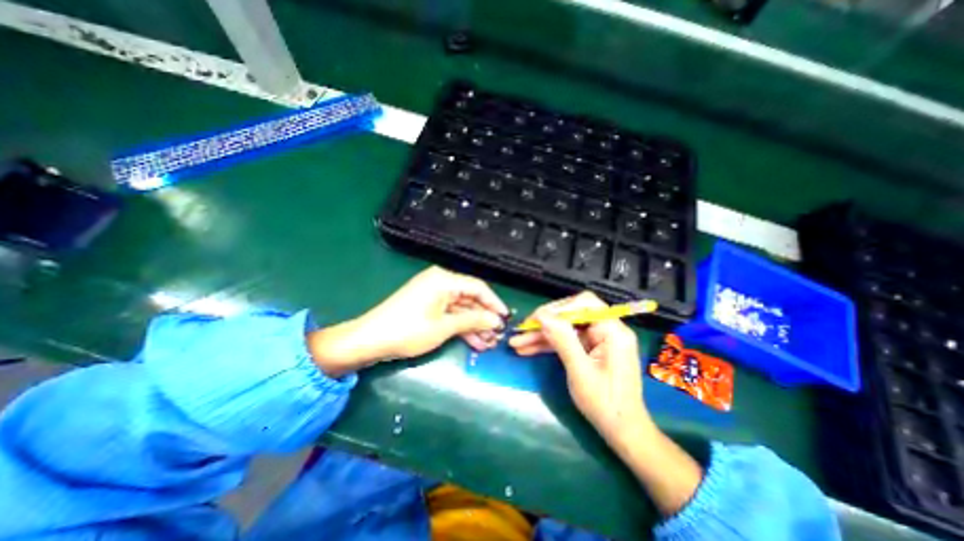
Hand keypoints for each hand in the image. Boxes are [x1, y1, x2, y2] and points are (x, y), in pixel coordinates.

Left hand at [309, 269, 506, 378]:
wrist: (369, 340)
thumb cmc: (408, 330)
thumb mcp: (444, 326)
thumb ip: (473, 320)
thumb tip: (497, 320)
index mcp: (444, 280)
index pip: (478, 287)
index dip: (494, 303)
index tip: (506, 319)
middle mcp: (440, 282)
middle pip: (470, 298)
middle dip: (484, 318)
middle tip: (497, 336)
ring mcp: (433, 295)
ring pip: (461, 309)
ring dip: (474, 325)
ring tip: (488, 344)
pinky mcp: (427, 306)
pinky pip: (450, 314)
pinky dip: (461, 327)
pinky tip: (474, 342)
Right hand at [508, 295, 650, 444]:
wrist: (622, 431)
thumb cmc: (605, 404)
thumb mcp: (580, 371)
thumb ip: (562, 339)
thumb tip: (542, 315)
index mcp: (612, 331)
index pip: (584, 303)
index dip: (558, 308)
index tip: (536, 319)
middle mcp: (606, 329)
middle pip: (571, 315)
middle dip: (544, 323)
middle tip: (521, 331)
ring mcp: (598, 339)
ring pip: (565, 328)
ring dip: (541, 335)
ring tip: (517, 343)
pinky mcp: (590, 349)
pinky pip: (567, 340)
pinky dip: (549, 345)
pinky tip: (528, 349)